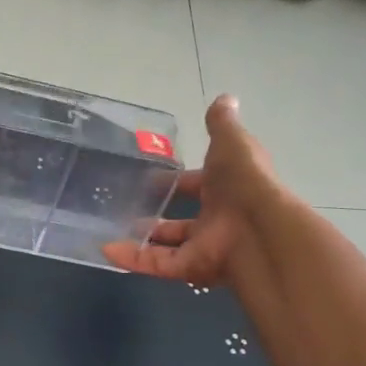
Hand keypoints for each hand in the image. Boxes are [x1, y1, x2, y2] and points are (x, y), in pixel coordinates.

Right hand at [103, 95, 277, 284]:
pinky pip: (158, 264)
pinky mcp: (191, 268)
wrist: (259, 228)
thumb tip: (226, 97)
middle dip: (158, 218)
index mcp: (227, 190)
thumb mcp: (232, 143)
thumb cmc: (244, 181)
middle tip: (127, 210)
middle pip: (183, 222)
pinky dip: (133, 259)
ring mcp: (204, 247)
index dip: (178, 182)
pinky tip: (106, 251)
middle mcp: (217, 221)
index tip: (152, 178)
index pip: (198, 185)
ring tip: (110, 231)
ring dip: (140, 241)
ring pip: (167, 247)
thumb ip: (222, 124)